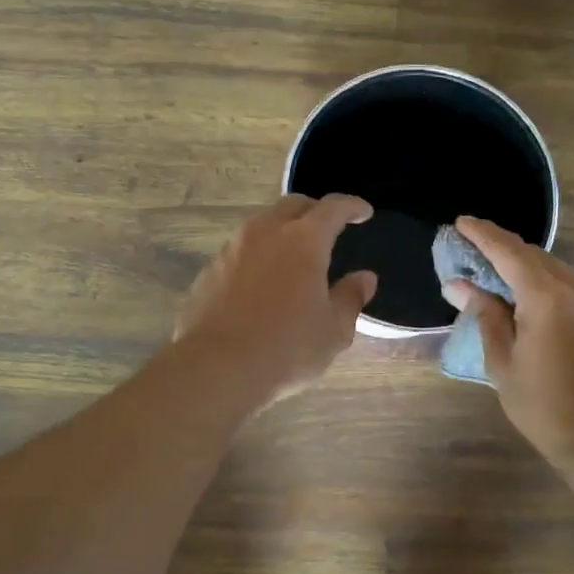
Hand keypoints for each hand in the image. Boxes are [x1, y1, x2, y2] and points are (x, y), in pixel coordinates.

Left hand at [176, 194, 377, 402]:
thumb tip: (364, 278)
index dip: (352, 206)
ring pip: (262, 225)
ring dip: (282, 232)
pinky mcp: (209, 271)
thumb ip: (350, 298)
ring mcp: (232, 249)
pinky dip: (257, 257)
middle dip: (314, 211)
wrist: (216, 368)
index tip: (363, 212)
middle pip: (293, 206)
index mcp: (304, 241)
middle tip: (327, 228)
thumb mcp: (333, 330)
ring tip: (293, 256)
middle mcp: (265, 233)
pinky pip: (240, 252)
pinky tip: (261, 284)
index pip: (333, 208)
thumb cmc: (286, 348)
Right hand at [442, 216, 573, 480]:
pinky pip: (565, 281)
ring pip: (551, 266)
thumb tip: (459, 285)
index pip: (507, 252)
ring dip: (519, 262)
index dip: (481, 236)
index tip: (459, 223)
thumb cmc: (547, 408)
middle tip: (466, 248)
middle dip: (498, 246)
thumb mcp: (504, 364)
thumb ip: (485, 316)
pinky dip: (539, 278)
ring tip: (488, 268)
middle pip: (531, 253)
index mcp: (547, 296)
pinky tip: (520, 290)